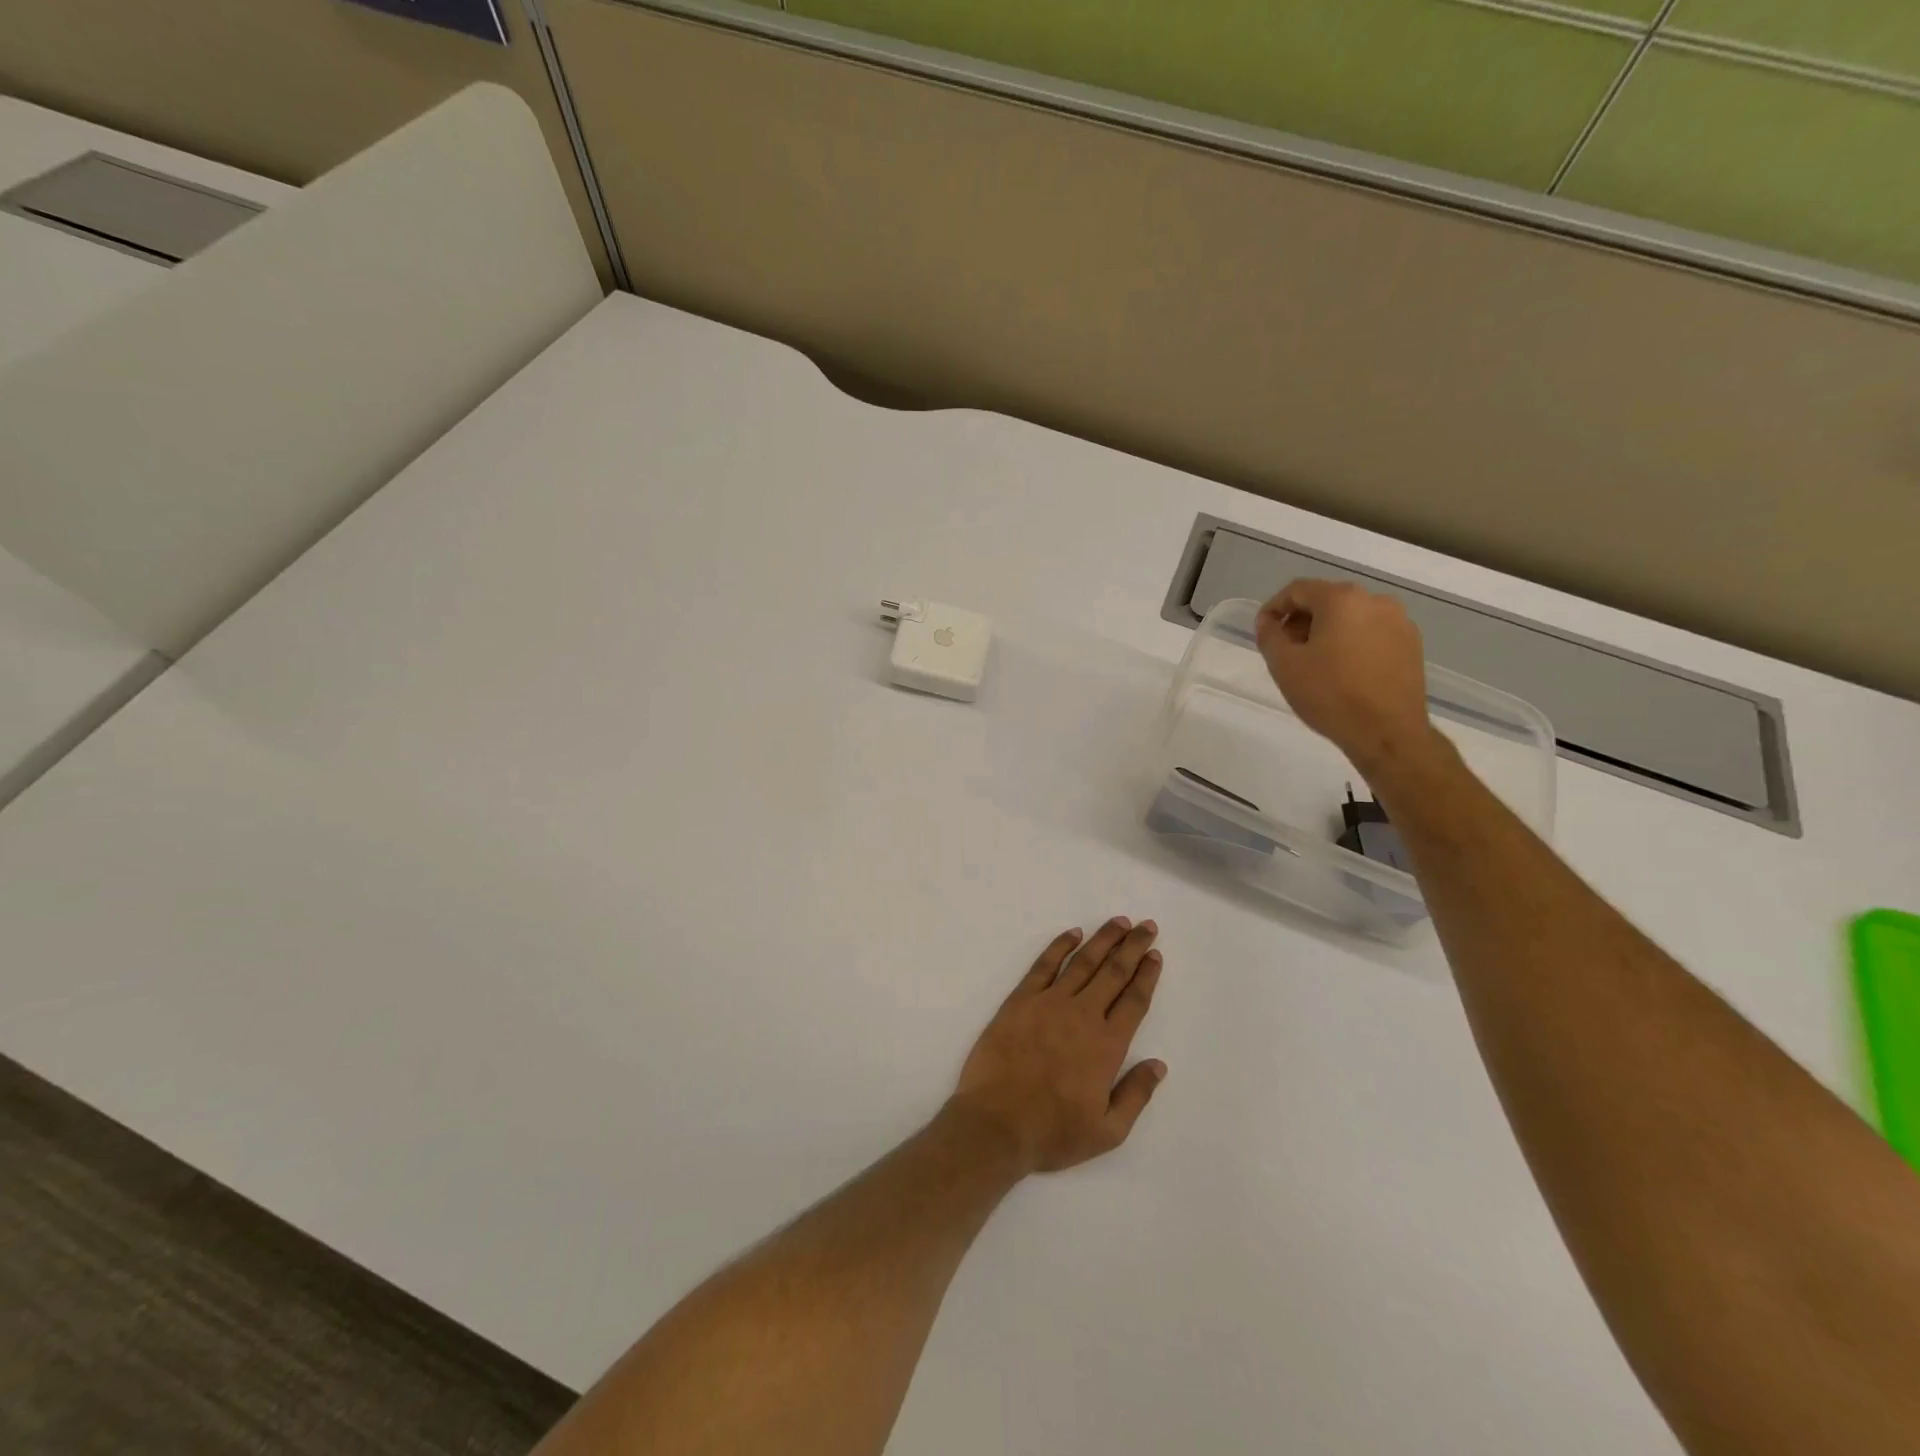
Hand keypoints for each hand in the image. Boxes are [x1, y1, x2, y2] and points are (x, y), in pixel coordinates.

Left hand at [949, 918, 1167, 1175]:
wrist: (996, 1123)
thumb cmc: (1052, 1132)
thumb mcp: (1107, 1131)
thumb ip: (1136, 1095)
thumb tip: (1158, 1064)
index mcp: (1107, 1046)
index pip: (1134, 1001)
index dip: (1147, 975)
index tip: (1155, 955)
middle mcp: (1082, 1015)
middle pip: (1114, 972)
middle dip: (1133, 946)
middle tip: (1146, 926)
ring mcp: (1049, 1003)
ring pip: (1083, 962)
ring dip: (1103, 939)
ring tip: (1119, 922)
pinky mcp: (1020, 1000)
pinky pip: (1044, 965)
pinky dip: (1060, 945)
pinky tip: (1073, 933)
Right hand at [1255, 579, 1435, 775]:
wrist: (1387, 733)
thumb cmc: (1330, 695)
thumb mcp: (1284, 665)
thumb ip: (1269, 635)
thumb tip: (1269, 622)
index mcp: (1342, 599)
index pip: (1298, 590)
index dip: (1274, 608)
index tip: (1263, 631)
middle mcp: (1375, 600)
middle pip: (1327, 600)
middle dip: (1301, 620)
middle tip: (1286, 650)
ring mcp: (1399, 621)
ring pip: (1351, 616)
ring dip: (1327, 631)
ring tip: (1314, 663)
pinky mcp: (1412, 644)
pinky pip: (1372, 633)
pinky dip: (1352, 642)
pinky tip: (1343, 671)